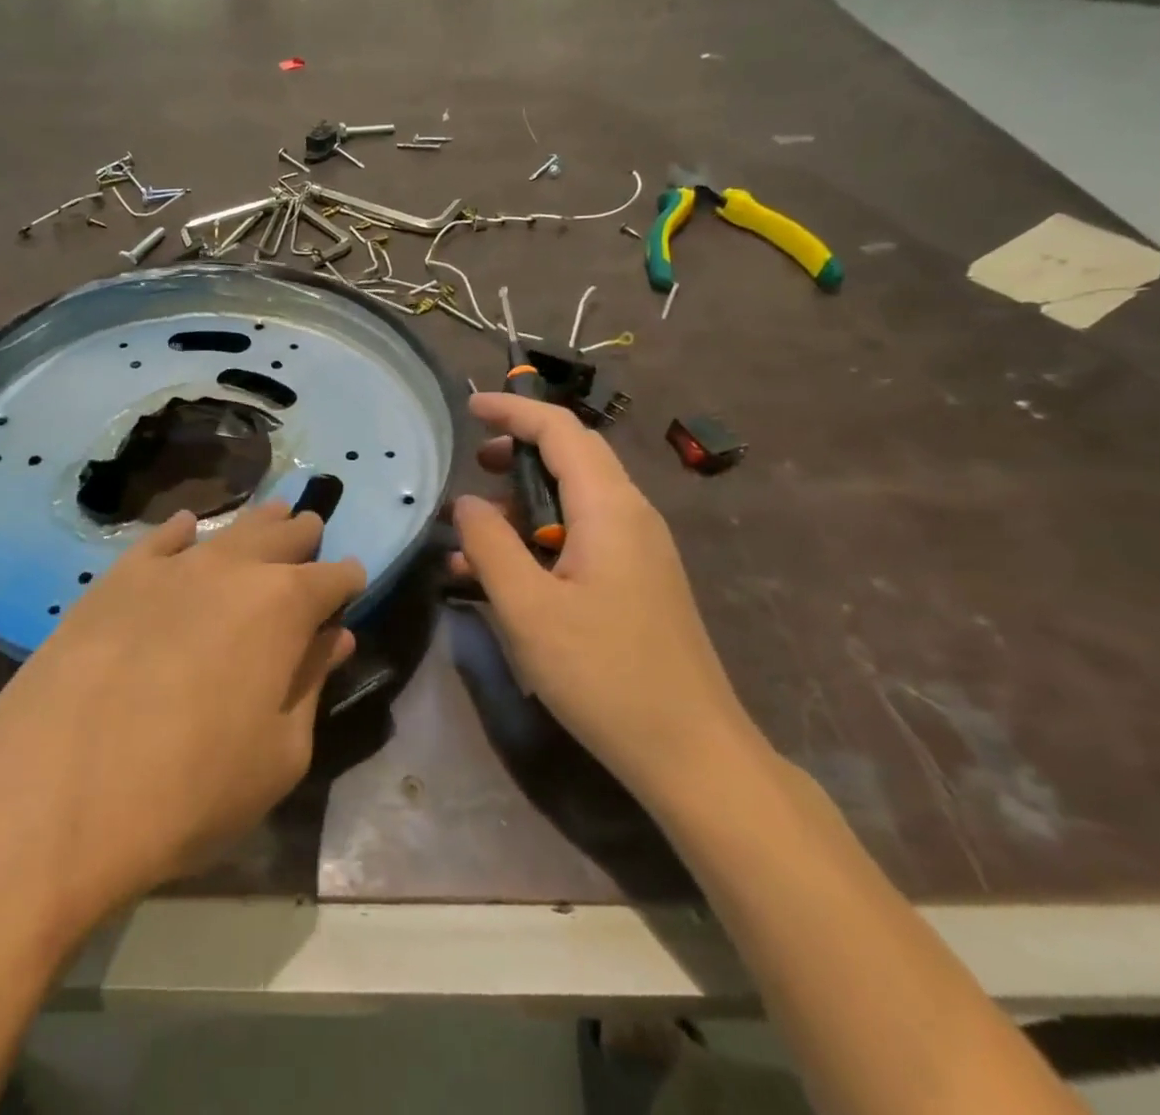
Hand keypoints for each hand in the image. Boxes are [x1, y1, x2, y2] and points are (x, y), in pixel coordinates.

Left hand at [0, 502, 362, 945]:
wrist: (53, 796)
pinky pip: (161, 539)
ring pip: (228, 529)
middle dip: (304, 536)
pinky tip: (188, 528)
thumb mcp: (277, 756)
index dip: (348, 582)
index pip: (334, 578)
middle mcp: (233, 569)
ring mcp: (170, 567)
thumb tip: (332, 638)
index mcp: (285, 607)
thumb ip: (309, 685)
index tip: (351, 588)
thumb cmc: (188, 790)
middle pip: (283, 536)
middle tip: (311, 535)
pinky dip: (183, 532)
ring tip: (271, 516)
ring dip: (256, 525)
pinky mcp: (115, 578)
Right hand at [452, 393, 756, 797]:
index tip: (470, 407)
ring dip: (524, 506)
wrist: (692, 753)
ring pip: (575, 501)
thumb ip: (490, 545)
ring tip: (474, 537)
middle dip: (518, 452)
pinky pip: (583, 536)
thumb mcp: (528, 608)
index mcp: (610, 508)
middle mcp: (631, 515)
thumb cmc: (604, 674)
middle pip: (572, 457)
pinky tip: (505, 577)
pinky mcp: (638, 580)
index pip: (560, 430)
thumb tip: (467, 502)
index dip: (514, 411)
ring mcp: (639, 549)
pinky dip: (541, 539)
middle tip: (475, 466)